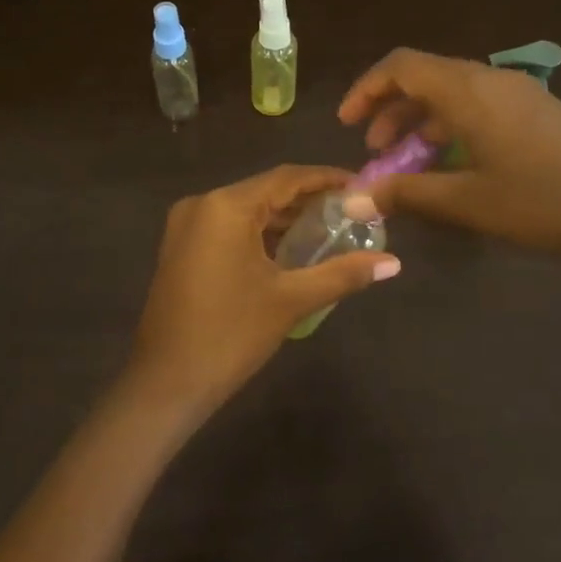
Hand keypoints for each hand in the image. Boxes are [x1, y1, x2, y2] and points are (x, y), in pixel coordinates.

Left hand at [121, 165, 400, 418]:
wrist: (166, 382)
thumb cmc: (230, 335)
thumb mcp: (291, 300)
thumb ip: (343, 274)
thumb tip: (394, 263)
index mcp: (226, 206)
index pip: (286, 178)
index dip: (326, 179)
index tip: (362, 186)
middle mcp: (202, 205)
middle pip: (265, 191)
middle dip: (308, 201)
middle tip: (352, 213)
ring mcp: (186, 226)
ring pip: (246, 210)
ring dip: (284, 219)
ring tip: (330, 231)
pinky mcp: (181, 248)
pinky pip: (228, 228)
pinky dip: (260, 234)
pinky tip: (290, 250)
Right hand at [337, 49, 560, 304]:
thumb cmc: (542, 203)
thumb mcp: (466, 202)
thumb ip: (404, 193)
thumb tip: (350, 198)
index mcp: (469, 91)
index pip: (402, 66)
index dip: (366, 89)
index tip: (346, 124)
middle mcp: (491, 81)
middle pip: (426, 77)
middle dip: (390, 110)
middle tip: (374, 151)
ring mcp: (519, 95)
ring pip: (452, 93)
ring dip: (420, 121)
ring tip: (407, 162)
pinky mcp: (537, 113)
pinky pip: (478, 107)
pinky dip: (450, 127)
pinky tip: (451, 164)